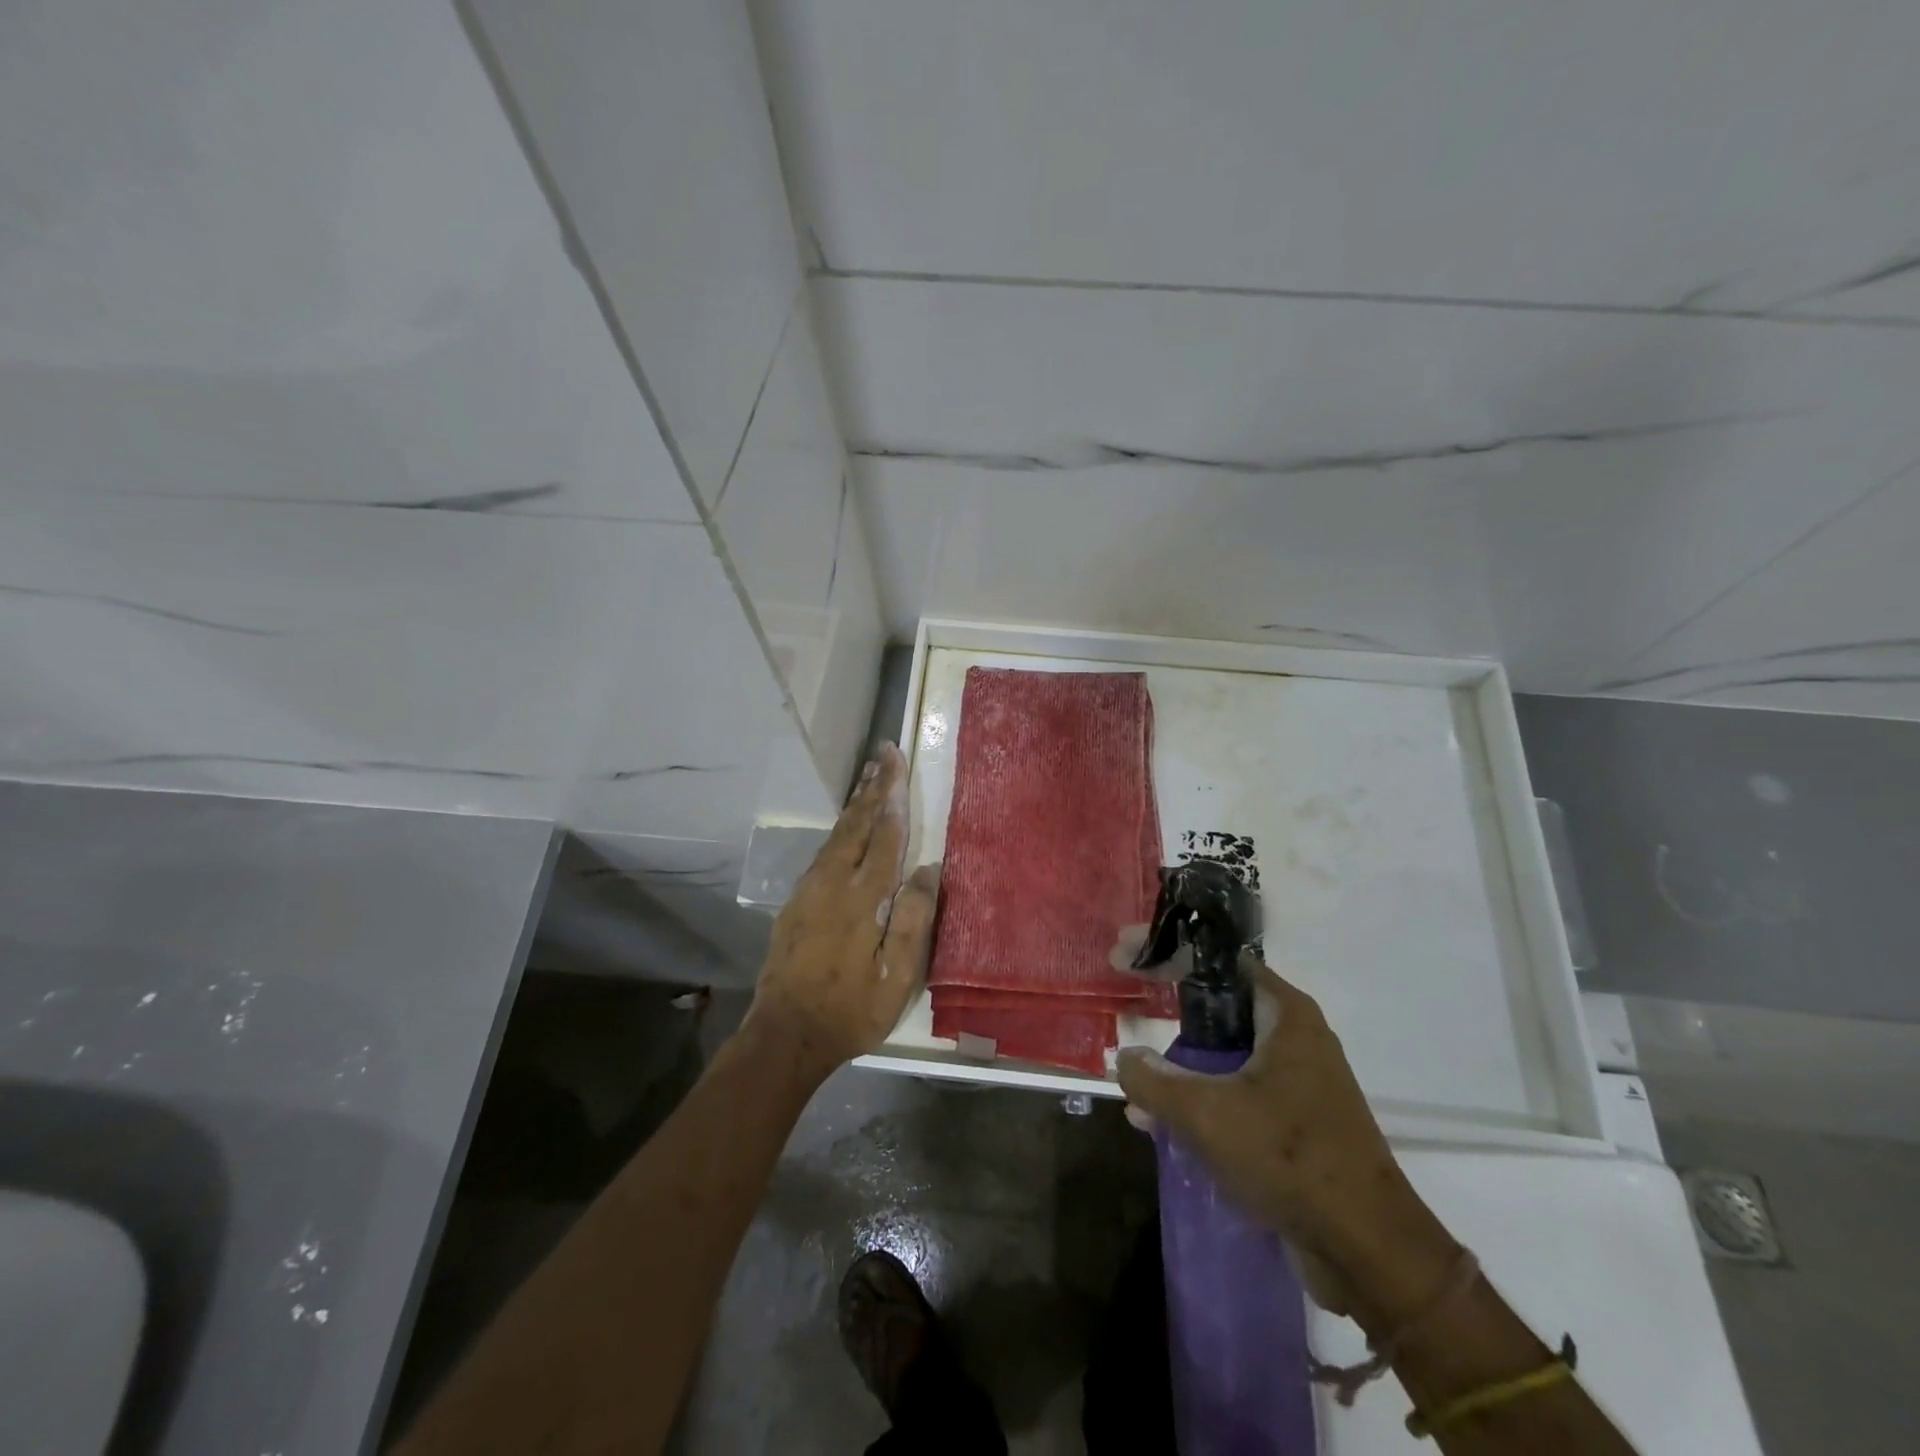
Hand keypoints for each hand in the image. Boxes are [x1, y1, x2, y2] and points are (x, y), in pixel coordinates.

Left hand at [746, 742, 939, 1077]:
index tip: (896, 763)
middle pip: (856, 824)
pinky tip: (846, 827)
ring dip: (855, 804)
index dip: (893, 797)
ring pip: (836, 835)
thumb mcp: (897, 977)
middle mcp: (832, 883)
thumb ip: (914, 920)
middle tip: (882, 753)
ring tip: (868, 777)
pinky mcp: (796, 903)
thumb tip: (928, 869)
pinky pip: (824, 853)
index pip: (884, 836)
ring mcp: (809, 891)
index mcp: (862, 898)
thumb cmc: (851, 1010)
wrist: (785, 1034)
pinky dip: (840, 829)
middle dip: (872, 787)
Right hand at [1115, 962, 1460, 1330]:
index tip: (1124, 957)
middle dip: (1169, 1013)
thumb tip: (1125, 1059)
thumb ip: (1154, 1080)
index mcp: (1284, 1014)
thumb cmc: (1290, 1158)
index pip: (1216, 961)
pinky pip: (1236, 1095)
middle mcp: (1294, 1037)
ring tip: (1136, 1087)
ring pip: (1225, 1056)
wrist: (1368, 1251)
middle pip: (1218, 1007)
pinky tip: (1161, 1126)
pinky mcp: (1294, 1122)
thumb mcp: (1206, 1114)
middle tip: (1128, 1013)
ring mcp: (1297, 1081)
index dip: (1167, 953)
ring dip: (1180, 1068)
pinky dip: (1201, 1101)